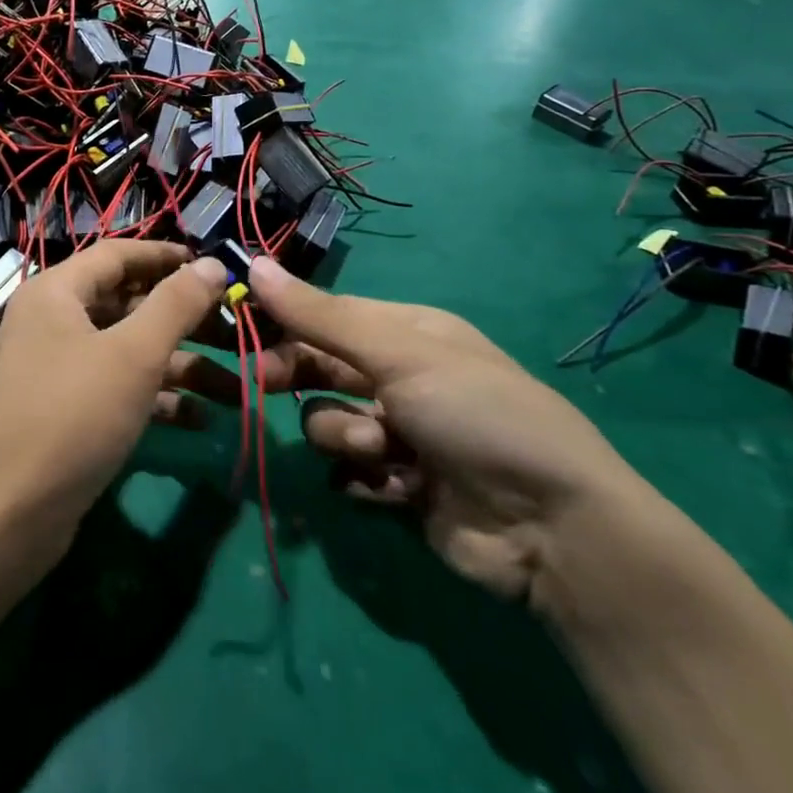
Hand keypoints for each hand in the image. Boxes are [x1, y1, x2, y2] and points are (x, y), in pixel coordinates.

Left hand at [0, 241, 227, 582]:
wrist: (6, 518)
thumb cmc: (72, 417)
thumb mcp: (133, 355)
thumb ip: (176, 304)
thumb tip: (213, 264)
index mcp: (56, 292)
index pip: (119, 254)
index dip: (168, 256)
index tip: (216, 266)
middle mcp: (53, 322)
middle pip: (128, 303)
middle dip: (185, 318)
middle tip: (236, 329)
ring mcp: (58, 369)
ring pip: (128, 351)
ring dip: (181, 366)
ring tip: (237, 388)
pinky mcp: (66, 412)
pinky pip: (118, 389)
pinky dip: (156, 399)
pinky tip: (200, 420)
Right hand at [183, 258, 649, 603]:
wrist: (552, 527)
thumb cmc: (475, 413)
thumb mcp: (399, 354)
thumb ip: (321, 316)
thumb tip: (256, 265)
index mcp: (407, 332)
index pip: (327, 314)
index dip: (285, 319)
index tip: (241, 328)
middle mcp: (401, 377)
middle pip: (321, 366)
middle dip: (295, 375)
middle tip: (260, 383)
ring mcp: (400, 433)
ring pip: (329, 422)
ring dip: (344, 436)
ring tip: (381, 451)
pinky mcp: (399, 486)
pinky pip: (350, 473)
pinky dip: (365, 479)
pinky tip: (397, 487)